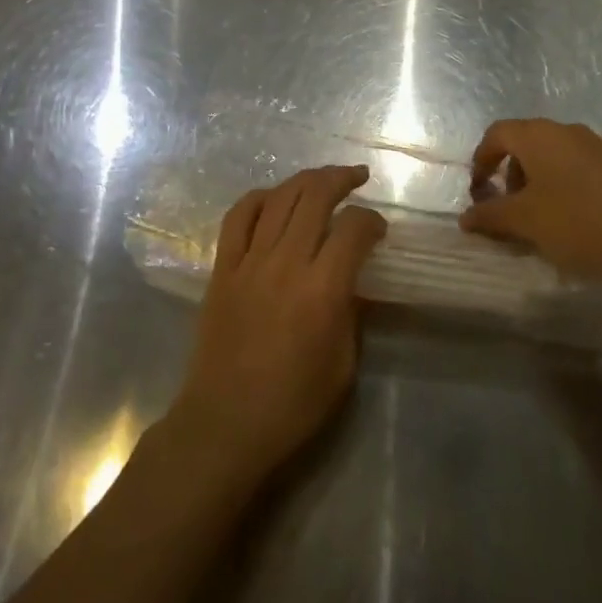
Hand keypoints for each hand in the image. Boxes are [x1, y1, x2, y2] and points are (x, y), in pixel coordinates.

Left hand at [168, 165, 386, 484]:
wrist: (224, 424)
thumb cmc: (293, 404)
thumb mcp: (343, 365)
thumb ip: (351, 312)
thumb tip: (352, 277)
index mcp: (322, 291)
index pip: (353, 229)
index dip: (371, 220)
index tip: (379, 228)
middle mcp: (286, 263)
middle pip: (316, 196)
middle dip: (342, 179)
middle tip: (358, 178)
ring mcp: (249, 261)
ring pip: (280, 197)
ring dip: (306, 179)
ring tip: (324, 178)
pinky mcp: (222, 267)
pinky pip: (238, 216)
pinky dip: (259, 197)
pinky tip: (275, 197)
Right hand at [459, 119, 601, 276]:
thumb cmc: (579, 220)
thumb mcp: (526, 222)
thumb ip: (491, 216)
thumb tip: (465, 217)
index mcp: (537, 135)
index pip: (496, 134)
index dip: (481, 160)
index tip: (478, 190)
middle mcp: (565, 130)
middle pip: (525, 143)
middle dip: (510, 174)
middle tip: (508, 207)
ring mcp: (596, 145)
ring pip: (553, 156)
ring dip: (538, 181)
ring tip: (540, 217)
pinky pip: (578, 168)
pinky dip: (564, 186)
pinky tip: (573, 219)